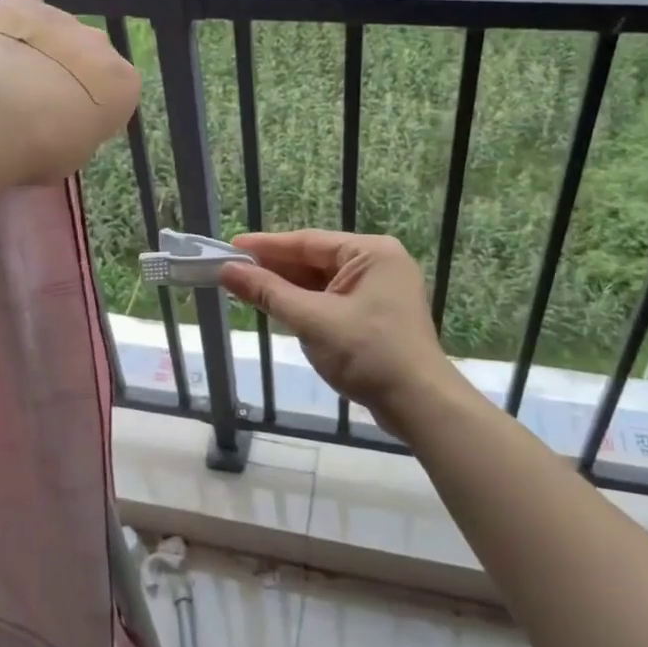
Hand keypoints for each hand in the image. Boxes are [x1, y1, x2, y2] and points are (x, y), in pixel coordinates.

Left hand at [0, 0, 139, 185]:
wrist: (4, 116)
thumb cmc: (47, 147)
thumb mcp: (76, 152)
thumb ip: (80, 129)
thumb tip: (68, 123)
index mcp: (124, 85)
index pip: (117, 92)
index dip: (94, 106)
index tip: (73, 121)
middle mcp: (102, 45)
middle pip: (90, 55)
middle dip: (72, 71)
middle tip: (42, 97)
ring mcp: (65, 21)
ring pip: (60, 28)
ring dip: (45, 43)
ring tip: (17, 68)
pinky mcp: (25, 5)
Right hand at [219, 231, 465, 438]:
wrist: (419, 405)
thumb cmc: (368, 353)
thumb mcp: (312, 320)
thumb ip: (269, 293)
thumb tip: (228, 270)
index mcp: (371, 252)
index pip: (308, 242)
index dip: (266, 246)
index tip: (231, 247)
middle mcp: (378, 263)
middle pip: (315, 259)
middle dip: (275, 268)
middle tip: (233, 270)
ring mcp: (380, 290)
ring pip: (323, 282)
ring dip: (288, 288)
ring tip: (247, 288)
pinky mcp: (377, 316)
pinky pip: (333, 300)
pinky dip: (307, 304)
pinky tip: (279, 307)